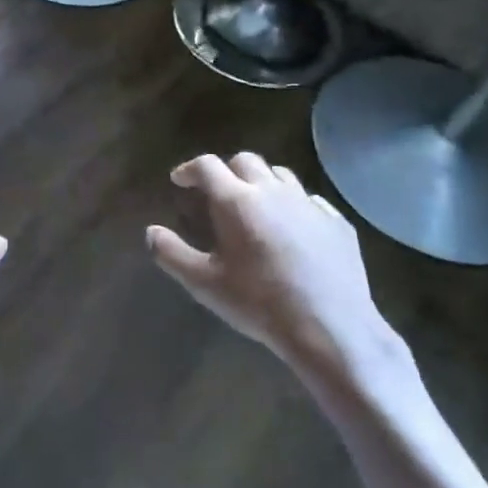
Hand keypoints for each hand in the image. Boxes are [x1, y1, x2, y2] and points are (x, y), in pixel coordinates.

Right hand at [147, 153, 412, 403]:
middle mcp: (272, 191)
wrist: (329, 327)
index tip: (180, 180)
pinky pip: (310, 200)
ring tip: (255, 203)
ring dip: (262, 181)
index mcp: (236, 201)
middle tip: (217, 191)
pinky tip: (292, 227)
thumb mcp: (204, 284)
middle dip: (227, 170)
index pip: (207, 166)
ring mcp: (308, 204)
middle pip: (245, 161)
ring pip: (280, 174)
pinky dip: (294, 204)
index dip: (189, 169)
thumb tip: (151, 232)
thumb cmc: (258, 303)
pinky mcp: (337, 222)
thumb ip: (171, 254)